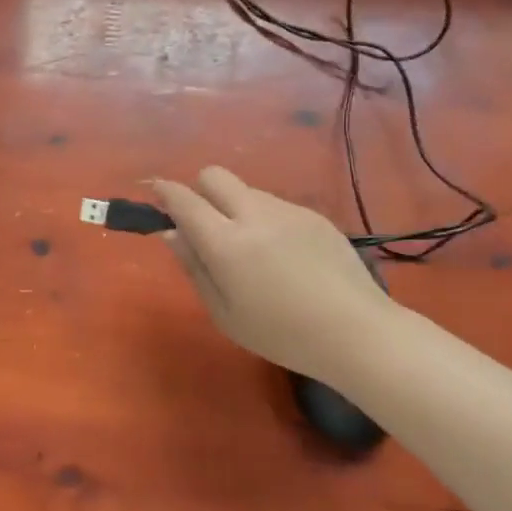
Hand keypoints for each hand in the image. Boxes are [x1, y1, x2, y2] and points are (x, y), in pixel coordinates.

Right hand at [151, 167, 392, 385]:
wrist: (356, 333)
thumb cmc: (281, 335)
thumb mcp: (225, 313)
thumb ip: (195, 268)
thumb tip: (172, 234)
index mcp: (226, 244)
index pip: (185, 200)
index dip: (164, 191)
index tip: (155, 191)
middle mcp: (255, 216)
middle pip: (214, 175)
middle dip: (199, 189)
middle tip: (203, 224)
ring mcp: (288, 211)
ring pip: (246, 190)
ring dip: (233, 207)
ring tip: (249, 250)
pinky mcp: (314, 216)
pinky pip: (275, 205)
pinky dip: (264, 219)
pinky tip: (282, 257)